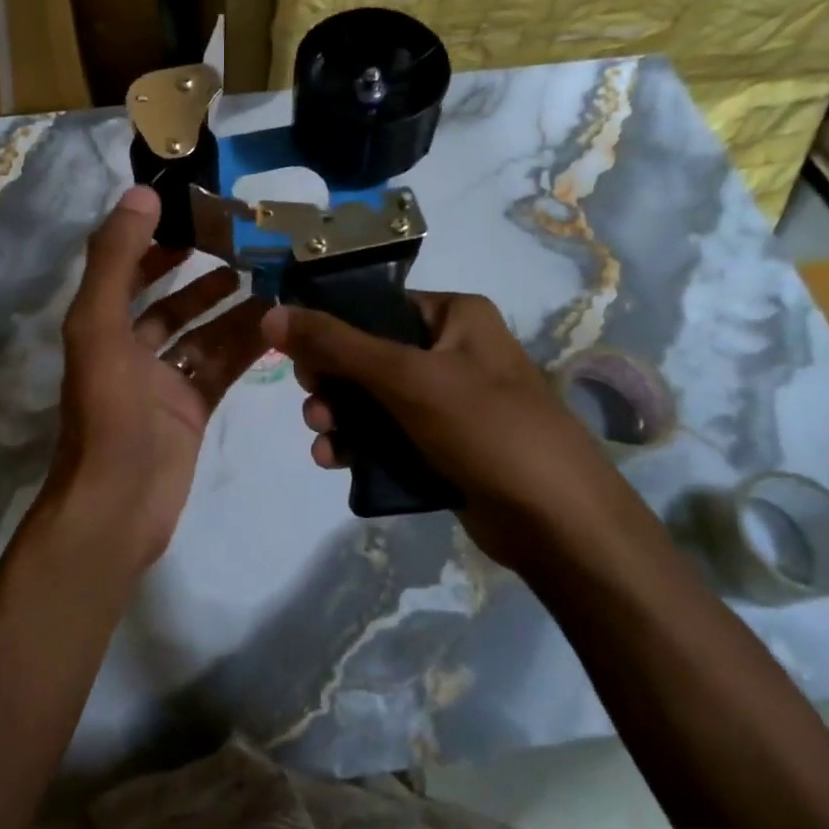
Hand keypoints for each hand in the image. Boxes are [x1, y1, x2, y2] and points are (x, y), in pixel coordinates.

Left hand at [41, 186, 270, 573]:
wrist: (119, 507)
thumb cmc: (108, 413)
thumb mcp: (100, 328)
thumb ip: (116, 261)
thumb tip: (142, 195)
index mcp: (100, 328)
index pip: (127, 271)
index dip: (153, 242)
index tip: (193, 215)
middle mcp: (130, 351)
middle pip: (169, 303)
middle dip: (201, 276)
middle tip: (245, 247)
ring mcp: (163, 384)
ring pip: (203, 335)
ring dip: (232, 309)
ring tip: (271, 279)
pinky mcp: (192, 411)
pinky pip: (221, 368)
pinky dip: (245, 346)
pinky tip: (277, 323)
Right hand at [260, 292, 624, 566]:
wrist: (558, 522)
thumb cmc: (485, 428)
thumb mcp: (405, 377)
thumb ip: (335, 344)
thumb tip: (270, 313)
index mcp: (454, 316)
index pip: (374, 307)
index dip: (329, 328)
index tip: (295, 356)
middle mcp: (452, 351)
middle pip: (367, 355)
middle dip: (332, 384)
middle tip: (315, 405)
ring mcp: (448, 402)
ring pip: (372, 400)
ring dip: (340, 418)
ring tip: (325, 441)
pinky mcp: (443, 446)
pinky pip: (387, 436)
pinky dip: (360, 446)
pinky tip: (336, 462)